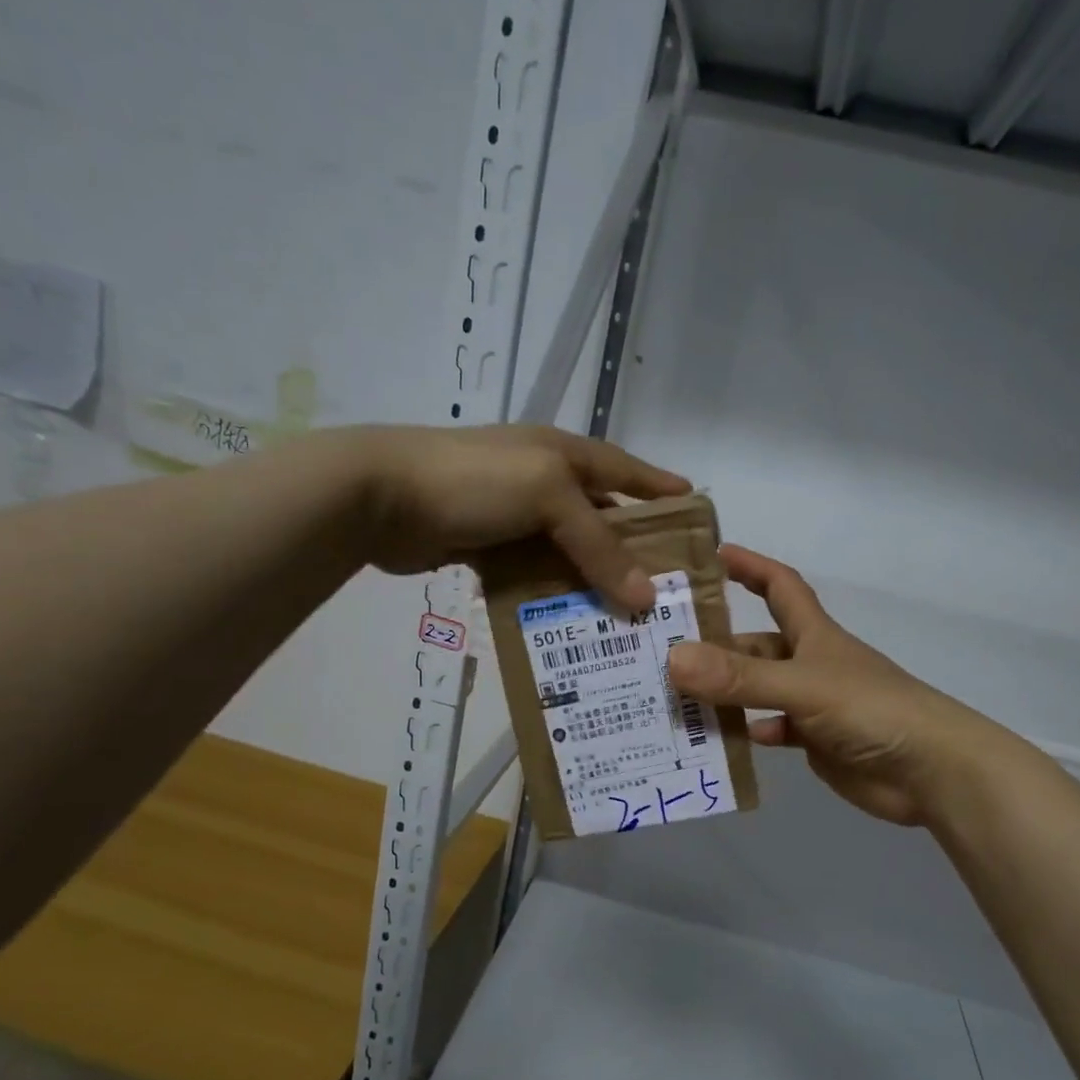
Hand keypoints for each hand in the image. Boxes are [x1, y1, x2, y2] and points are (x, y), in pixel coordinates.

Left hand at [347, 424, 689, 614]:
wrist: (381, 495)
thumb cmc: (476, 480)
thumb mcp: (548, 497)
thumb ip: (598, 546)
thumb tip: (645, 599)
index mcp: (565, 455)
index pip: (627, 470)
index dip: (661, 490)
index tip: (697, 514)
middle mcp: (545, 482)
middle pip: (602, 519)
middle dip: (634, 552)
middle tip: (667, 592)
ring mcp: (514, 516)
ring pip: (569, 553)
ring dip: (594, 583)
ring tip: (628, 622)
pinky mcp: (487, 548)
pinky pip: (534, 575)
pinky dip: (553, 596)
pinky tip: (573, 625)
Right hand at [667, 545, 1012, 825]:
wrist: (930, 771)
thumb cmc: (872, 709)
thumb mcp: (802, 686)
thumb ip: (740, 677)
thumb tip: (673, 660)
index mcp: (814, 635)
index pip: (780, 586)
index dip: (750, 567)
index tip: (712, 557)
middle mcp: (811, 663)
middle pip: (757, 646)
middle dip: (717, 645)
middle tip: (664, 653)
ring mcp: (814, 704)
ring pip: (758, 691)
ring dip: (724, 695)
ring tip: (675, 700)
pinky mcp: (816, 742)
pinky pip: (771, 731)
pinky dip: (748, 734)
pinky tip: (719, 741)